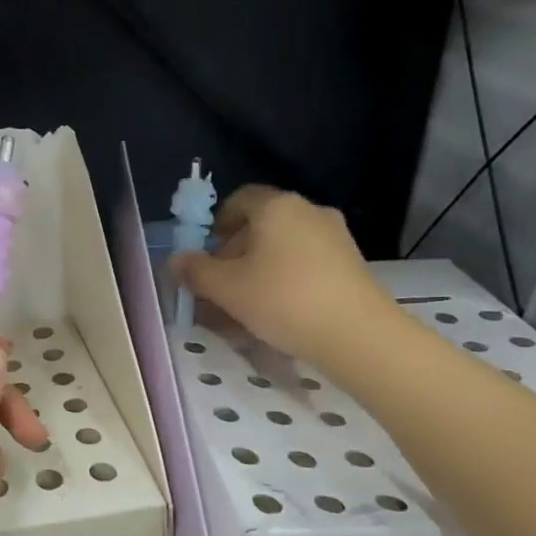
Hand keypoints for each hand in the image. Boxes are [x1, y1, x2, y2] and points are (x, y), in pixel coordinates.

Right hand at [170, 184, 400, 374]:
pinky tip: (279, 312)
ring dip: (260, 270)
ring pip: (283, 247)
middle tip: (220, 288)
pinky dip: (287, 279)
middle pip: (261, 225)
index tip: (206, 255)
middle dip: (235, 254)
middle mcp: (308, 211)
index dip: (217, 224)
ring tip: (246, 307)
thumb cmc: (283, 300)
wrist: (359, 335)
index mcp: (276, 207)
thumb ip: (196, 272)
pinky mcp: (351, 263)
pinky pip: (307, 263)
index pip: (239, 200)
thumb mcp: (227, 289)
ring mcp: (335, 237)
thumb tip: (176, 260)